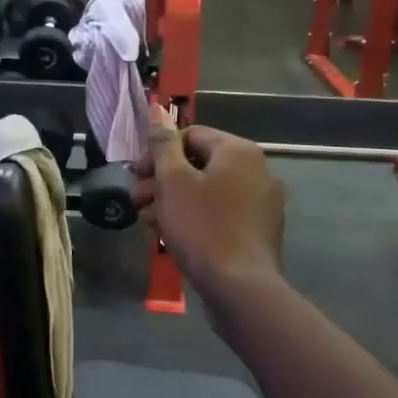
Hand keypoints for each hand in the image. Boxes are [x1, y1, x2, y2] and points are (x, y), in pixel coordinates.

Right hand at [131, 106, 285, 298]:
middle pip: (198, 164)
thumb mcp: (173, 182)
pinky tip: (172, 236)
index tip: (136, 175)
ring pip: (207, 191)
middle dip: (162, 180)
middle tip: (137, 201)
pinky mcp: (258, 230)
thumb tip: (158, 111)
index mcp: (239, 151)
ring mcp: (261, 202)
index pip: (190, 135)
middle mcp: (257, 170)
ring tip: (149, 222)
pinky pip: (220, 213)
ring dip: (173, 201)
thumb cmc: (202, 227)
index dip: (157, 153)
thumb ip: (163, 144)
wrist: (240, 287)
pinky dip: (195, 218)